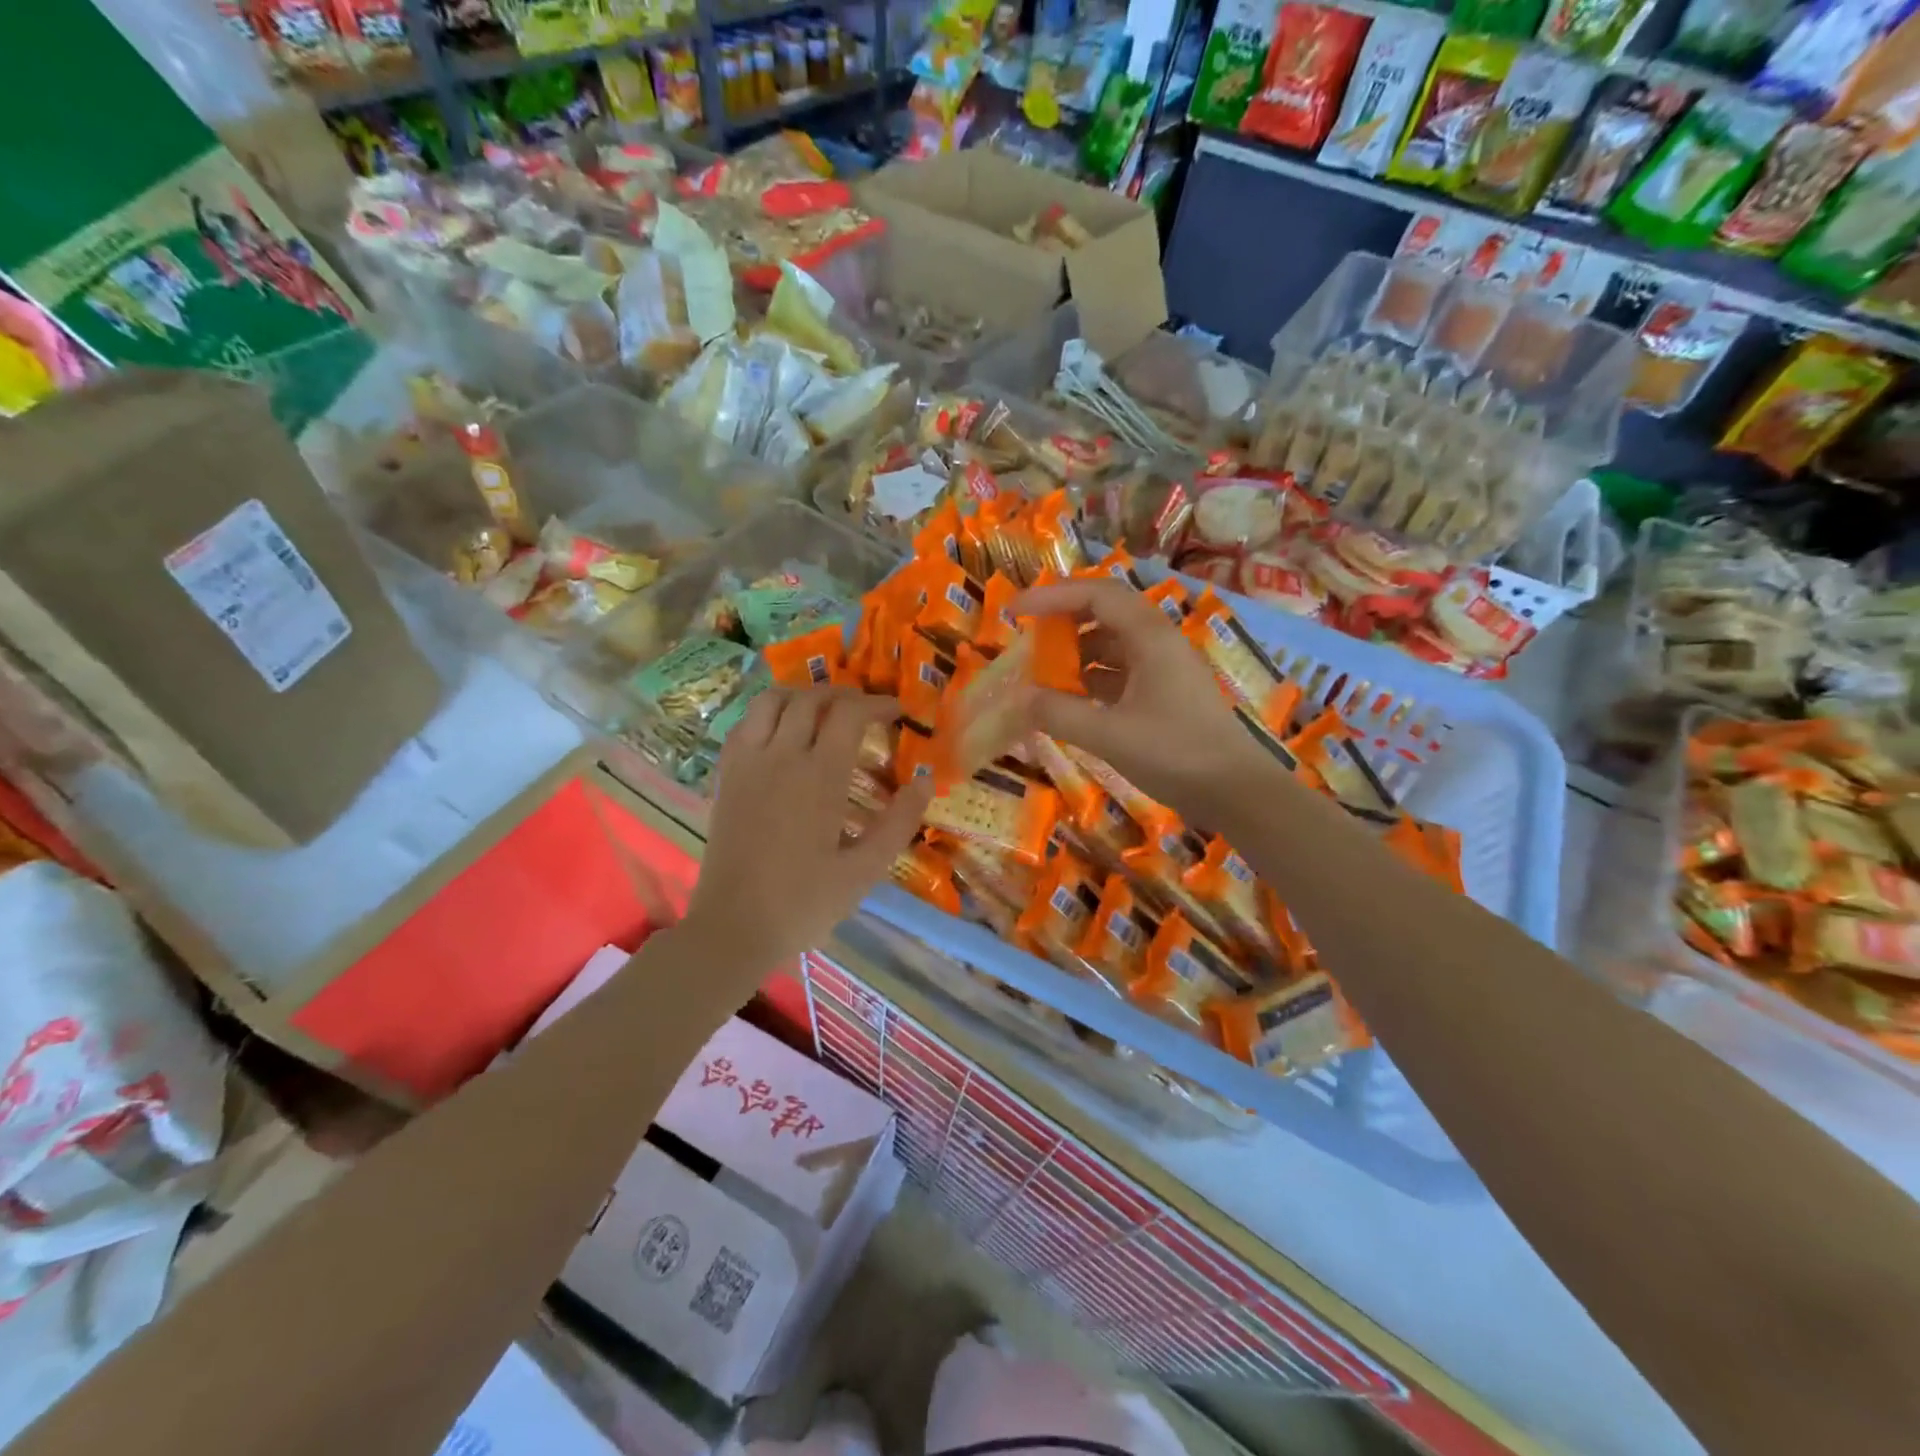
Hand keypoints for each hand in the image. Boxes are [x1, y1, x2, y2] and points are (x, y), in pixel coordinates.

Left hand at [681, 687, 931, 971]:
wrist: (733, 927)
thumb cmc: (804, 903)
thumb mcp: (865, 870)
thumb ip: (899, 822)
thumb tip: (925, 781)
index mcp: (819, 776)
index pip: (849, 714)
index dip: (877, 704)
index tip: (897, 712)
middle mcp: (781, 756)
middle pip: (811, 698)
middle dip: (844, 694)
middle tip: (866, 711)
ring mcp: (747, 763)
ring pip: (771, 701)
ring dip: (802, 695)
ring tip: (824, 712)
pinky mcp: (726, 776)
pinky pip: (745, 724)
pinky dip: (769, 714)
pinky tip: (783, 734)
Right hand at [1010, 578, 1277, 828]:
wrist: (1237, 793)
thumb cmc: (1176, 754)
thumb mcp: (1109, 735)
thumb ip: (1059, 713)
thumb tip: (1019, 697)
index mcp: (1150, 637)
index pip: (1097, 594)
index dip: (1052, 596)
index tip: (1015, 611)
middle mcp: (1159, 643)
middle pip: (1106, 613)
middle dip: (1063, 622)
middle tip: (1029, 640)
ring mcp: (1166, 669)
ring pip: (1114, 644)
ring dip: (1078, 653)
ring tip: (1044, 675)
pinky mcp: (1167, 694)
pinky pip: (1122, 672)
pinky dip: (1093, 679)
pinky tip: (1072, 701)